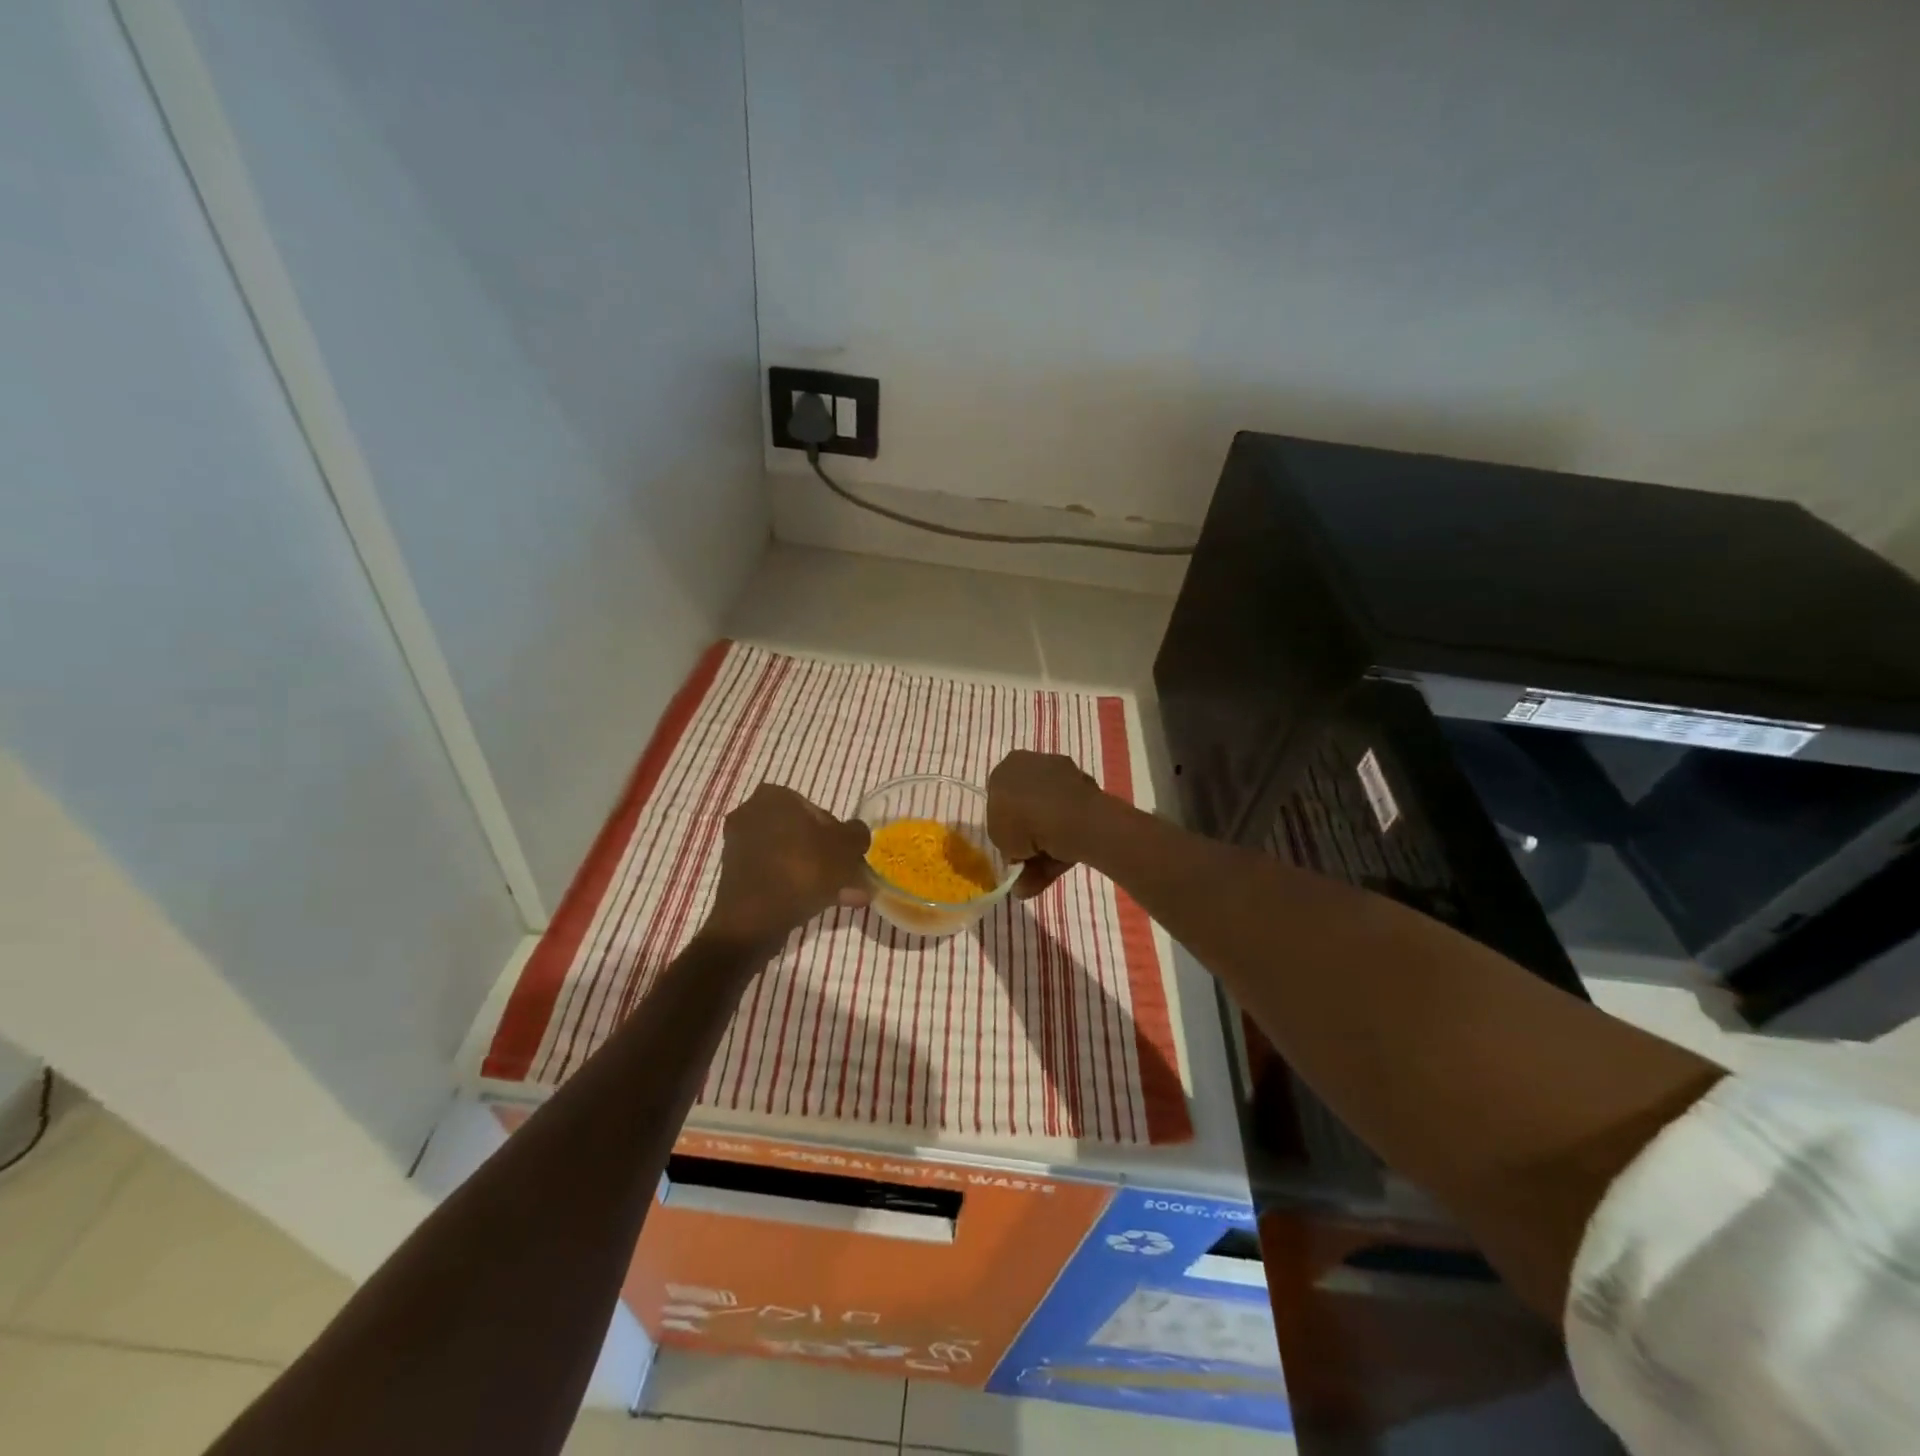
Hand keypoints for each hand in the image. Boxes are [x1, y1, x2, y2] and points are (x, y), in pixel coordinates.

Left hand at [705, 784, 871, 944]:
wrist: (753, 921)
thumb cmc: (802, 870)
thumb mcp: (846, 847)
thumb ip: (857, 834)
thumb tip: (856, 836)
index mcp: (774, 796)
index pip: (819, 812)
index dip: (840, 836)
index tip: (851, 859)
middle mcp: (751, 814)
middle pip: (804, 836)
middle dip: (829, 859)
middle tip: (850, 881)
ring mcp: (739, 846)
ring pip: (791, 858)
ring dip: (817, 875)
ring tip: (843, 898)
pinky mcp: (734, 876)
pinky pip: (775, 875)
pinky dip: (795, 886)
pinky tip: (818, 905)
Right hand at [986, 751, 1107, 899]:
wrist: (1067, 817)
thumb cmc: (1021, 820)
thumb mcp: (997, 838)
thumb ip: (1005, 843)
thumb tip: (1017, 856)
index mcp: (1007, 767)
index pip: (1000, 796)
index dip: (1004, 824)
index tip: (1010, 846)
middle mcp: (1034, 764)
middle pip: (1028, 806)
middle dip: (1028, 837)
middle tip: (1026, 863)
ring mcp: (1064, 775)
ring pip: (1051, 816)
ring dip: (1046, 846)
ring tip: (1041, 877)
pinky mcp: (1088, 791)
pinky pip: (1071, 820)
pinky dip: (1066, 841)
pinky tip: (1062, 864)